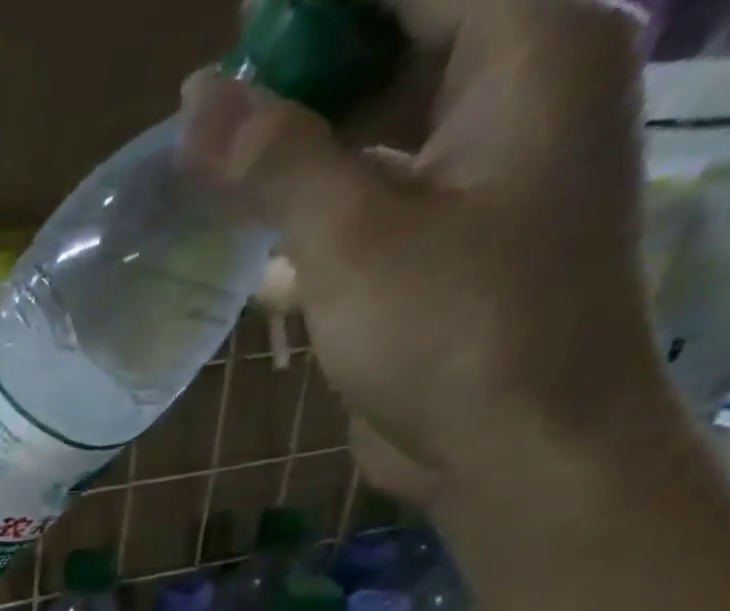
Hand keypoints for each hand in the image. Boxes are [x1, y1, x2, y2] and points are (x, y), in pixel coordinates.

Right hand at [182, 0, 676, 513]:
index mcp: (531, 51)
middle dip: (300, 83)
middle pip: (399, 48)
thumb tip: (197, 94)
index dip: (315, 12)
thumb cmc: (450, 329)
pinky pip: (376, 206)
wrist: (513, 449)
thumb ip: (276, 159)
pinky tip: (255, 255)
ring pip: (380, 134)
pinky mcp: (449, 250)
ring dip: (299, 160)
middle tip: (208, 122)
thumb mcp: (351, 236)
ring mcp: (486, 179)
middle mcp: (521, 97)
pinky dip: (316, 223)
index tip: (232, 47)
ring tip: (213, 181)